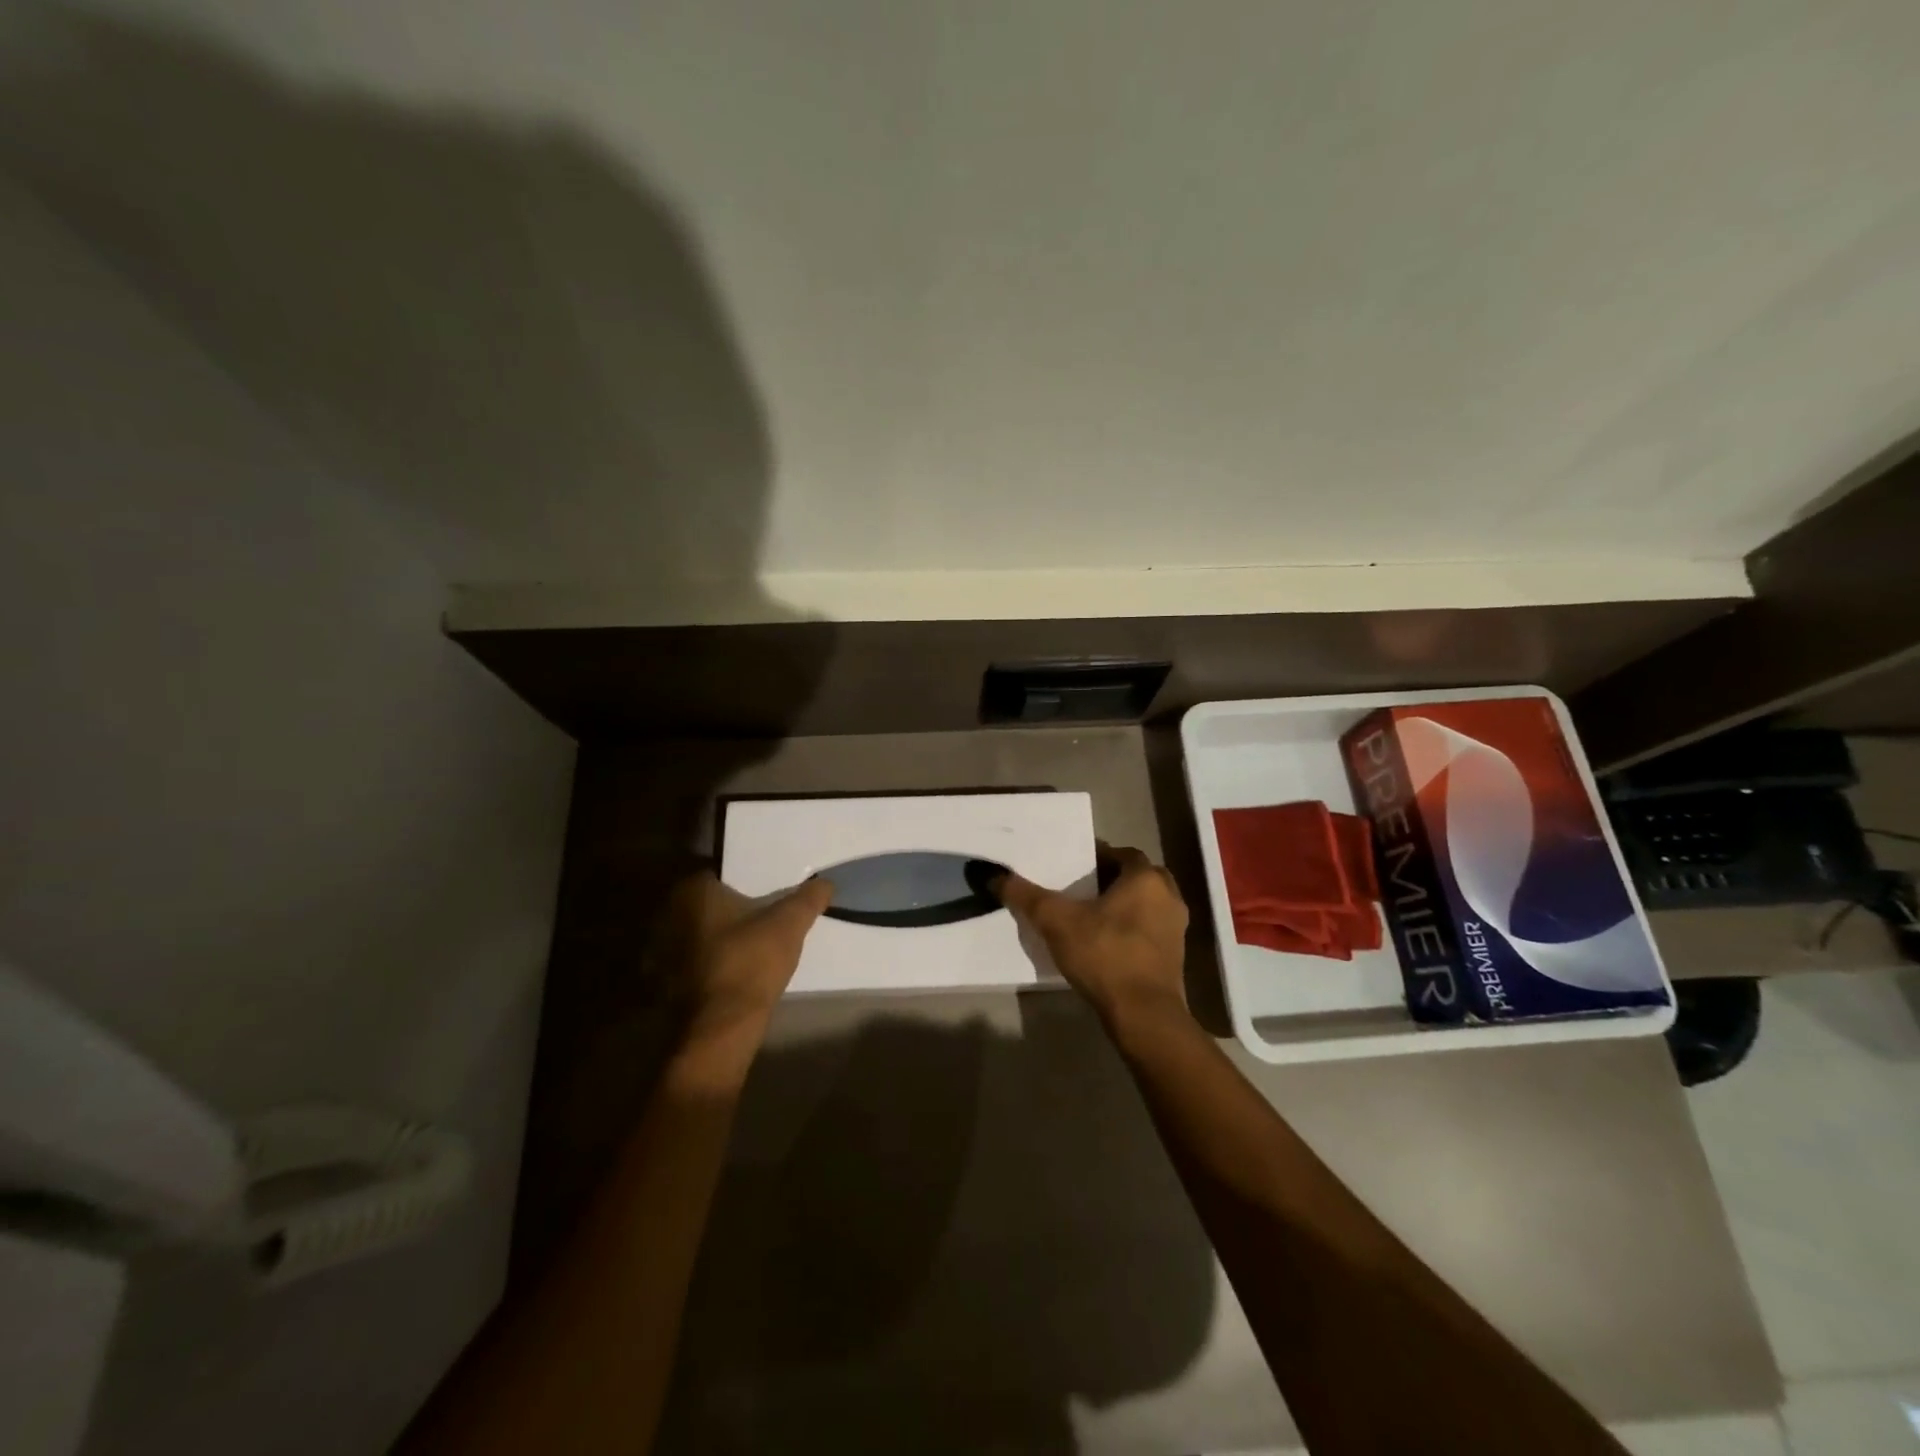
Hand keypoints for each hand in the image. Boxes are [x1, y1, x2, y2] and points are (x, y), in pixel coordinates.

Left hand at [658, 872, 833, 1073]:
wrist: (719, 1029)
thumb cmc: (750, 963)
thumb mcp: (790, 925)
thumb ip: (808, 899)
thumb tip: (825, 883)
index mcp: (692, 892)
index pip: (720, 875)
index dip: (744, 883)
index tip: (763, 894)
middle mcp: (667, 914)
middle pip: (706, 905)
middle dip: (728, 911)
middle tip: (759, 919)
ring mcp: (660, 952)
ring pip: (696, 935)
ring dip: (715, 939)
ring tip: (747, 948)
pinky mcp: (661, 984)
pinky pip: (689, 964)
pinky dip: (706, 966)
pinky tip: (730, 974)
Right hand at [993, 844, 1189, 1029]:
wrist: (1144, 1014)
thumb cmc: (1104, 955)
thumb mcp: (1056, 921)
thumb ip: (1025, 896)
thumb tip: (992, 875)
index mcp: (1146, 878)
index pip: (1121, 854)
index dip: (1097, 857)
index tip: (1074, 868)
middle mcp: (1169, 896)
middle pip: (1136, 878)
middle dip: (1111, 881)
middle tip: (1080, 890)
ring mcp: (1176, 928)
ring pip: (1146, 905)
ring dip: (1123, 906)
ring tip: (1090, 917)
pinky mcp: (1175, 957)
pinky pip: (1149, 931)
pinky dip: (1131, 931)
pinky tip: (1105, 944)